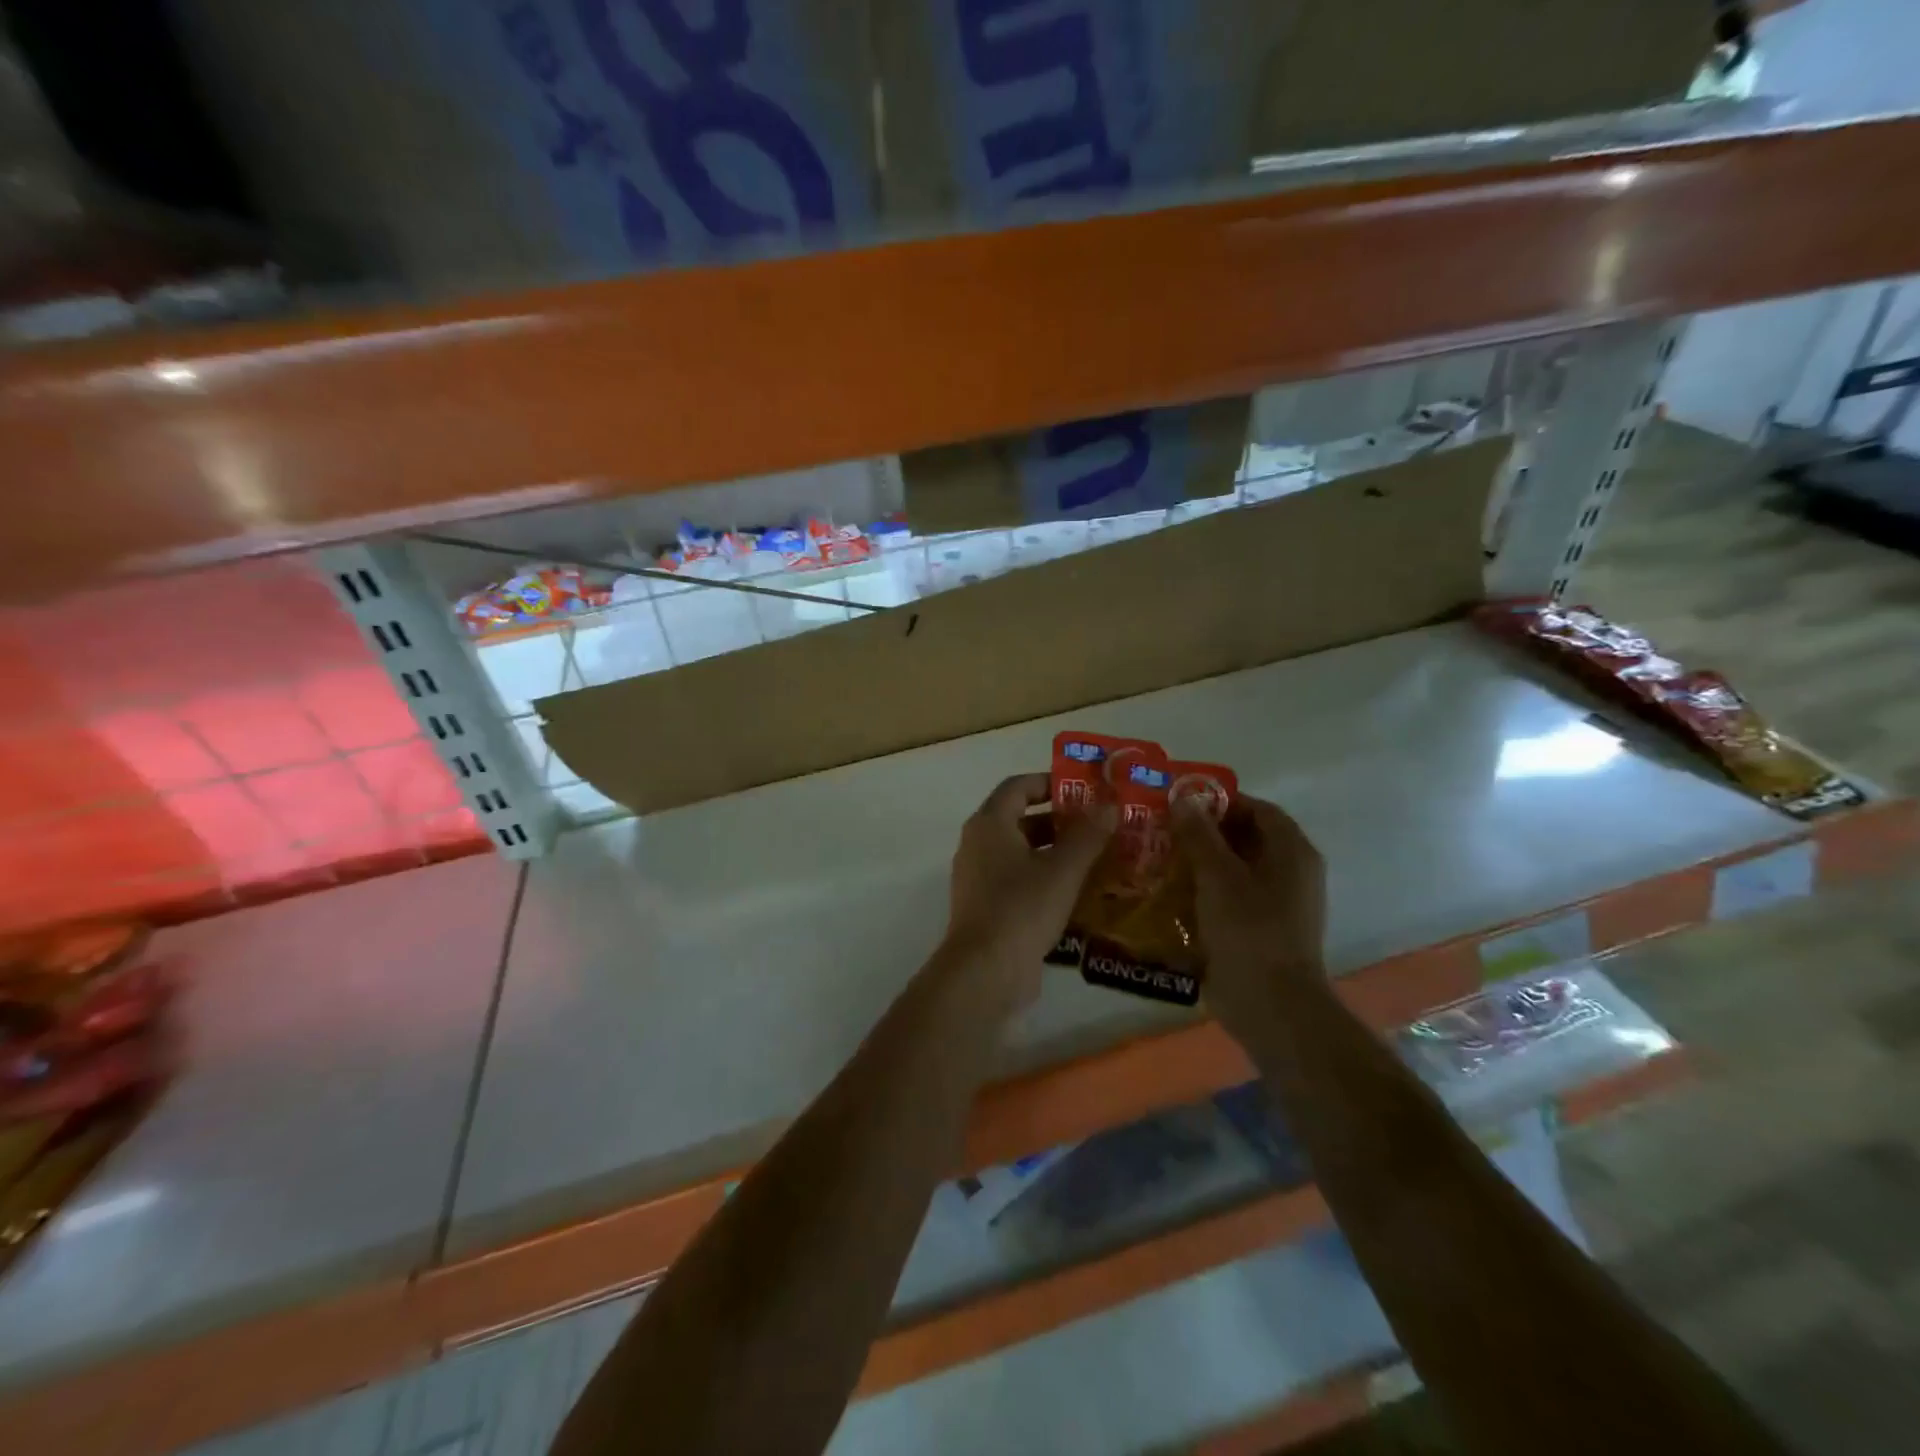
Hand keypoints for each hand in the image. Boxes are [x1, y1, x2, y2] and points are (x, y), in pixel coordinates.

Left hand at [941, 773, 1114, 1006]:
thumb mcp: (1063, 869)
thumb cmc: (1022, 908)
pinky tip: (1079, 892)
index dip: (1051, 782)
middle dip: (1060, 820)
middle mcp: (978, 844)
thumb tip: (1110, 805)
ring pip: (1022, 852)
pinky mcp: (988, 907)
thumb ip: (1088, 835)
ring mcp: (980, 878)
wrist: (985, 971)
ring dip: (1056, 851)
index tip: (1085, 790)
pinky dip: (1046, 878)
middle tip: (1100, 824)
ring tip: (1098, 856)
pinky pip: (1019, 880)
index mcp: (989, 824)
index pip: (1018, 786)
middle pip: (1020, 819)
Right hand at [1171, 794, 1326, 1037]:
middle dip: (1205, 834)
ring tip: (1160, 862)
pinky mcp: (1262, 932)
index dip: (1221, 802)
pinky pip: (1232, 900)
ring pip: (1236, 871)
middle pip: (1247, 839)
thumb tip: (1183, 799)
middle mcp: (1292, 873)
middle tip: (1164, 833)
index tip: (1181, 807)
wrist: (1272, 1006)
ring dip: (1201, 865)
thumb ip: (1199, 835)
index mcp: (1292, 852)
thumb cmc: (1249, 931)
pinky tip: (1172, 898)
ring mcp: (1279, 905)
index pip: (1258, 809)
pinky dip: (1205, 894)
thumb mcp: (1218, 876)